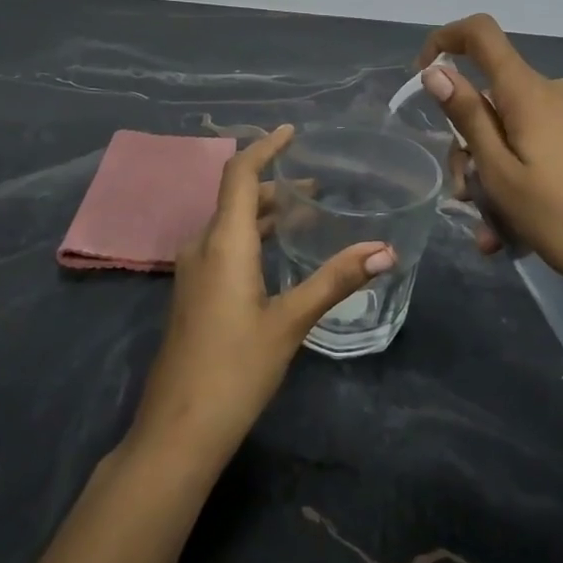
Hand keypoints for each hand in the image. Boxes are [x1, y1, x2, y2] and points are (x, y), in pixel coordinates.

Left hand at [128, 125, 392, 467]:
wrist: (177, 431)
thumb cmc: (235, 369)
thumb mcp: (290, 322)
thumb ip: (335, 281)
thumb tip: (385, 250)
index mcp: (223, 243)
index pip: (239, 174)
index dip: (264, 147)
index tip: (292, 132)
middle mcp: (202, 247)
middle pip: (236, 197)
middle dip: (274, 184)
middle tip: (317, 187)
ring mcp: (192, 272)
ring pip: (229, 224)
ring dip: (263, 212)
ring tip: (305, 215)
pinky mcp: (192, 294)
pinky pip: (223, 246)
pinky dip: (252, 236)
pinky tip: (277, 256)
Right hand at [418, 15, 562, 320]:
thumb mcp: (501, 173)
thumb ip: (468, 117)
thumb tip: (436, 69)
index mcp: (529, 92)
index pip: (481, 34)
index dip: (445, 40)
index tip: (423, 77)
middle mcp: (556, 93)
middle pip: (492, 100)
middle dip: (469, 149)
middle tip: (466, 202)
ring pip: (514, 133)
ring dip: (494, 178)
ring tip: (494, 234)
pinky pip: (541, 149)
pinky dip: (521, 181)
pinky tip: (517, 231)